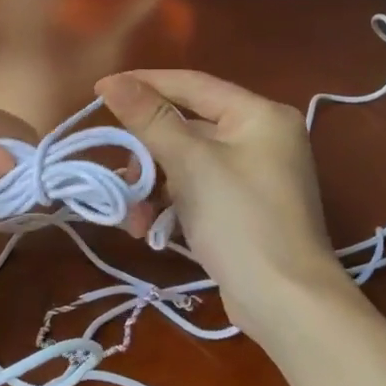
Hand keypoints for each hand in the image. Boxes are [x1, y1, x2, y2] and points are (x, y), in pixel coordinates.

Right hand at [96, 70, 355, 341]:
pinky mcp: (243, 208)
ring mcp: (254, 175)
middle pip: (186, 127)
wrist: (286, 304)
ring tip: (133, 218)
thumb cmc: (240, 221)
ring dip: (153, 186)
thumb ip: (150, 119)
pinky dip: (171, 204)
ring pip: (186, 163)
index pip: (191, 84)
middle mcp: (260, 137)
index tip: (100, 90)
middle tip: (121, 176)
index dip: (143, 84)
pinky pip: (197, 190)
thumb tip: (113, 81)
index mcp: (259, 115)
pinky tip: (150, 230)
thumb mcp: (190, 164)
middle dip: (147, 154)